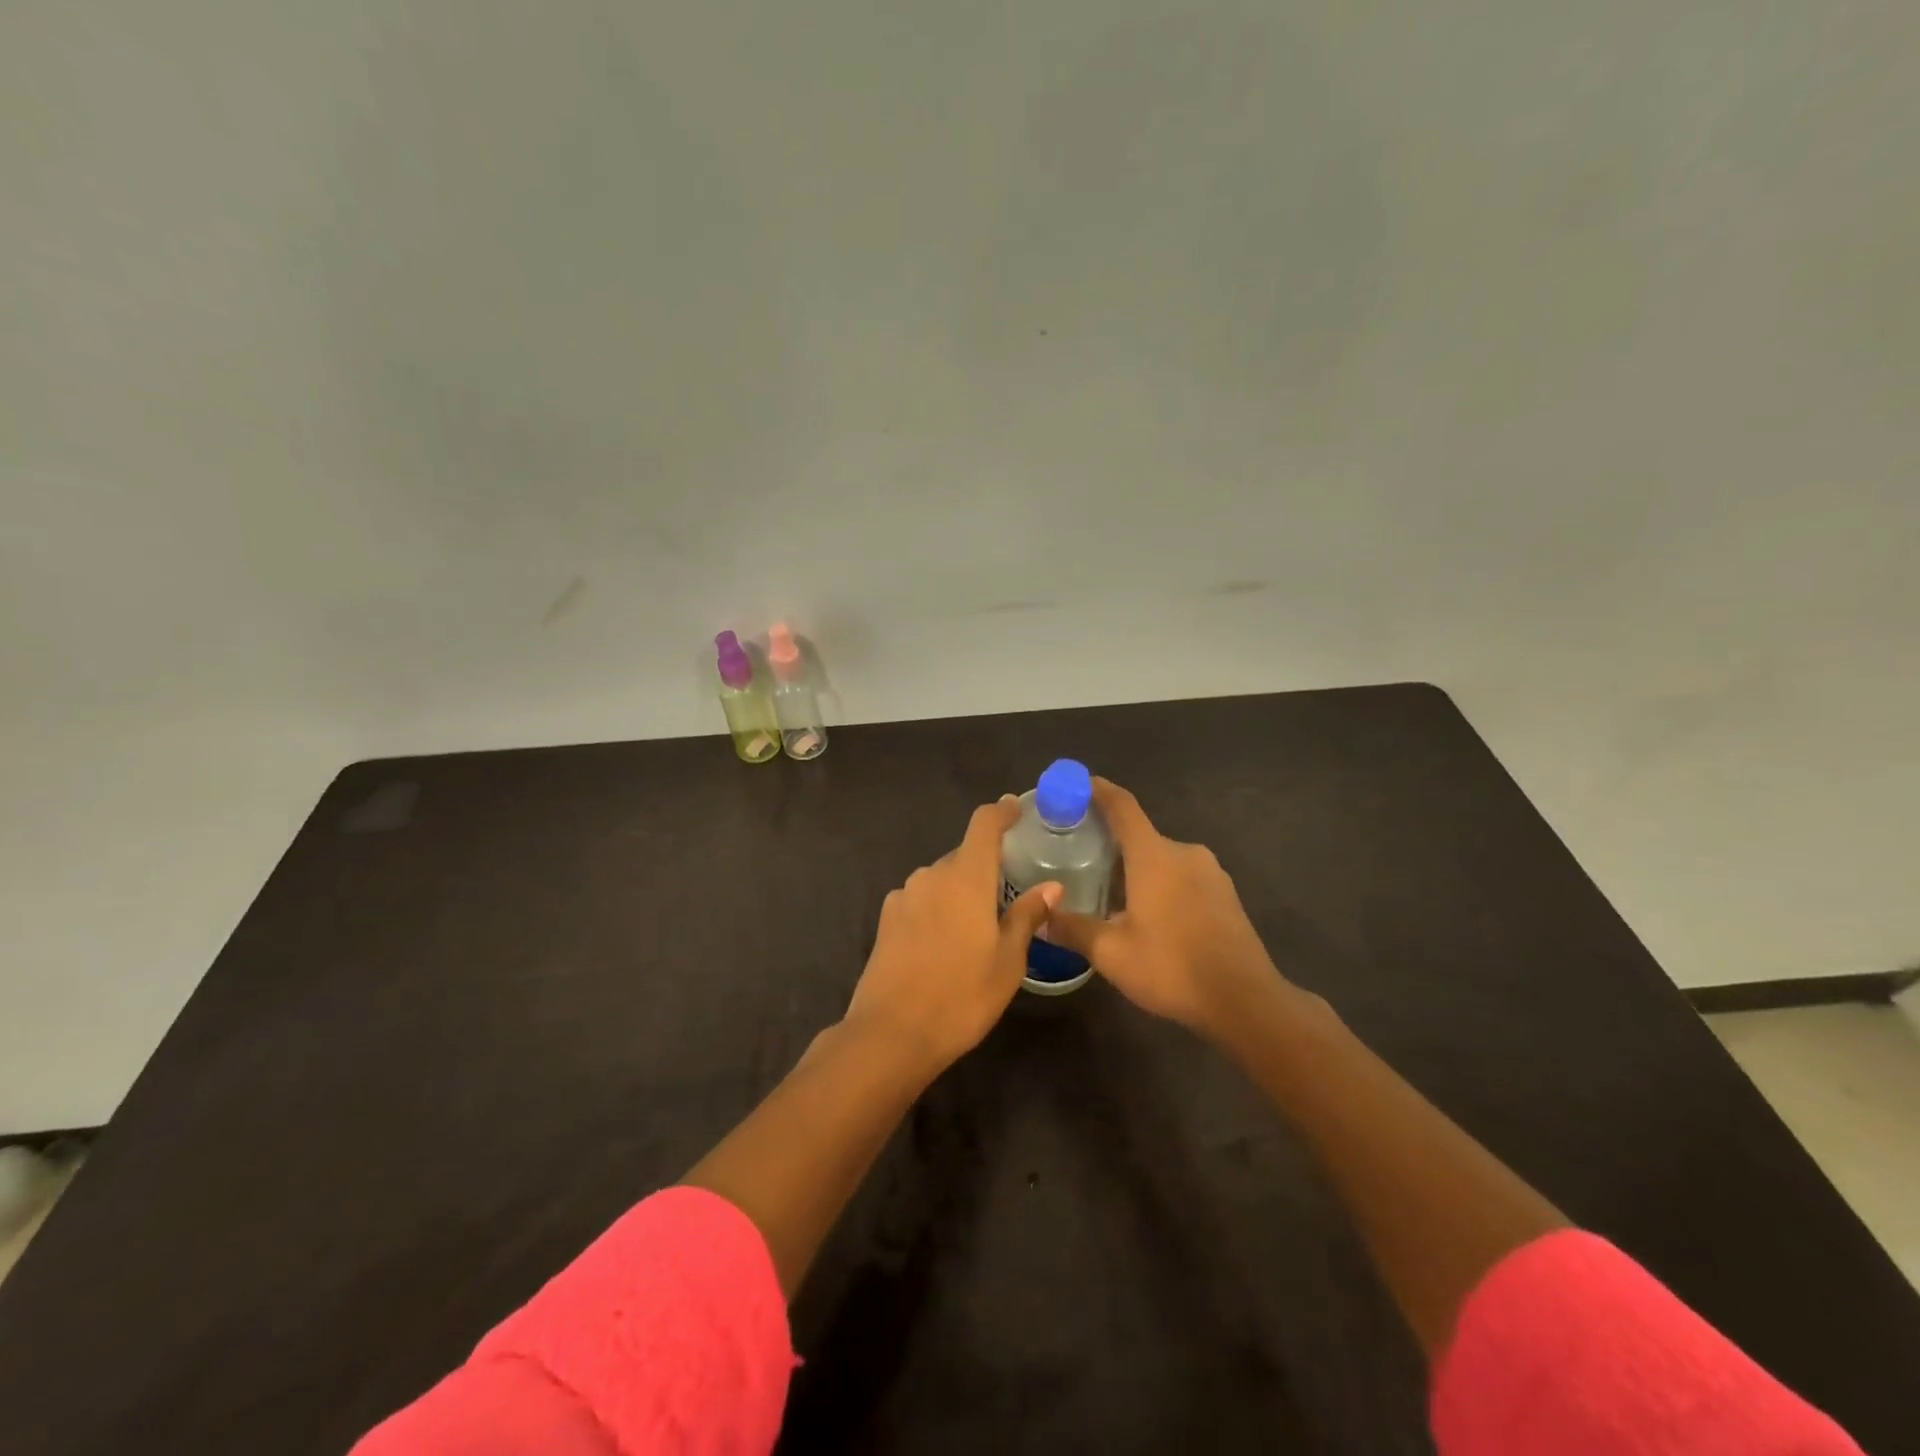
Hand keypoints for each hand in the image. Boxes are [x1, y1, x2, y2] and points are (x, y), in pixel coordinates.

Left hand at [843, 797, 1060, 1073]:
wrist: (891, 1033)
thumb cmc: (961, 996)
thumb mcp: (1007, 961)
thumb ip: (1026, 916)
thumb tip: (1052, 886)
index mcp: (966, 877)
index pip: (984, 824)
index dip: (1001, 811)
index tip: (1015, 807)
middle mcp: (931, 875)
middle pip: (963, 855)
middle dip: (985, 867)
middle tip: (1006, 894)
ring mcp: (904, 895)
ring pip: (940, 879)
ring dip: (959, 890)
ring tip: (975, 927)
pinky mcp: (886, 918)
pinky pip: (920, 899)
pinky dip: (936, 908)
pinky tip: (942, 943)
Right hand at [1047, 778, 1283, 1038]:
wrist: (1245, 1001)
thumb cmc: (1172, 968)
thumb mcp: (1112, 954)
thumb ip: (1074, 930)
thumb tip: (1043, 916)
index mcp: (1154, 856)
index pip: (1122, 807)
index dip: (1098, 790)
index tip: (1077, 783)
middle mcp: (1184, 852)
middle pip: (1140, 835)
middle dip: (1111, 842)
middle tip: (1081, 856)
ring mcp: (1210, 872)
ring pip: (1163, 858)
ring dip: (1137, 867)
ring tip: (1111, 892)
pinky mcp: (1225, 894)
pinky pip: (1183, 876)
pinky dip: (1161, 883)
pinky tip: (1149, 914)